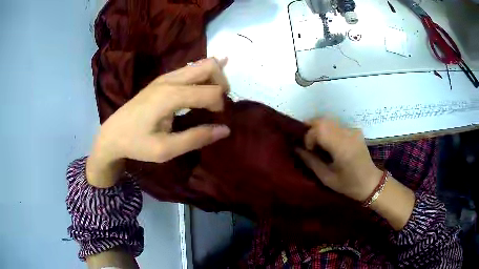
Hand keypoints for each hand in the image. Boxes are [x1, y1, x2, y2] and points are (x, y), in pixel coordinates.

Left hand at [86, 58, 230, 187]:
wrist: (112, 134)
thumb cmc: (136, 143)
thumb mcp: (165, 149)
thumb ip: (196, 138)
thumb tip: (225, 130)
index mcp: (171, 96)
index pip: (210, 91)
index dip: (221, 105)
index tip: (217, 120)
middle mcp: (170, 80)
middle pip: (209, 66)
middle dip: (222, 83)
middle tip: (220, 104)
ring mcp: (165, 77)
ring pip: (201, 64)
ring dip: (214, 78)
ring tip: (214, 98)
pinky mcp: (162, 79)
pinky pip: (190, 69)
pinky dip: (203, 75)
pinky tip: (207, 83)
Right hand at [295, 118, 381, 201]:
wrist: (370, 182)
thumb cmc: (348, 184)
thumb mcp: (327, 178)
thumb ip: (311, 161)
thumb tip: (296, 148)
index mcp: (342, 147)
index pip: (319, 130)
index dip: (309, 137)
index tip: (309, 150)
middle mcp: (347, 134)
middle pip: (323, 120)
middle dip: (311, 128)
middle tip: (308, 143)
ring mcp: (352, 130)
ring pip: (329, 120)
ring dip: (319, 128)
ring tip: (317, 142)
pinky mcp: (355, 130)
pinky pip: (337, 125)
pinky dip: (328, 130)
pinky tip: (329, 143)